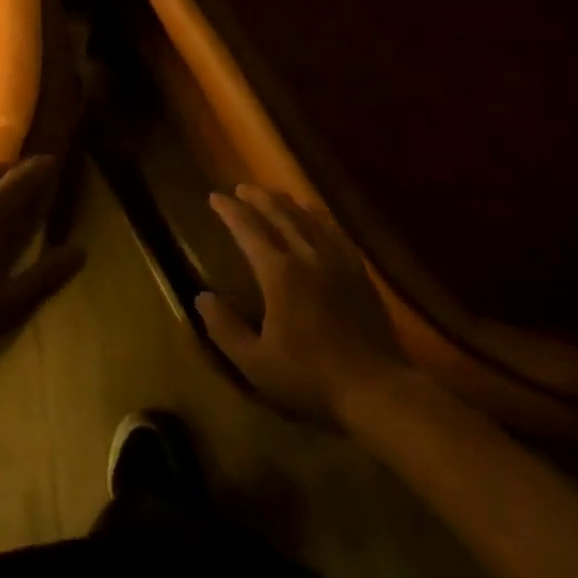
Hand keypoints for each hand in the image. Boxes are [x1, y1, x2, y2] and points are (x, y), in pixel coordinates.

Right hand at [196, 185, 404, 426]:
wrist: (376, 389)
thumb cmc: (310, 378)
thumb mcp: (255, 363)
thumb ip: (224, 328)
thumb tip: (201, 297)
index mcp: (278, 273)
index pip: (248, 229)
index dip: (229, 211)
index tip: (214, 197)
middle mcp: (307, 256)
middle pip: (279, 213)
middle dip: (257, 197)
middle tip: (240, 188)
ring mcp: (337, 261)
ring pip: (308, 218)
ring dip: (286, 202)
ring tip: (273, 195)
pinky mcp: (359, 272)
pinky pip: (336, 232)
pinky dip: (319, 217)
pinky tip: (316, 217)